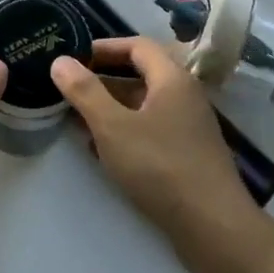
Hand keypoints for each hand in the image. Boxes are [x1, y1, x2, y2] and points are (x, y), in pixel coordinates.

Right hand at [51, 38, 258, 240]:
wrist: (213, 227)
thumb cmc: (160, 166)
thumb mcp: (113, 127)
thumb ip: (85, 92)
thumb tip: (60, 61)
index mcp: (172, 78)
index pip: (137, 45)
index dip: (104, 47)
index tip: (75, 56)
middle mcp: (184, 96)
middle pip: (140, 74)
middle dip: (103, 80)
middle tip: (70, 87)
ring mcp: (188, 126)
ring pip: (143, 105)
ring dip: (111, 108)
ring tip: (76, 118)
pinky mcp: (187, 154)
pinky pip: (150, 130)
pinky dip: (125, 130)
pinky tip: (101, 149)